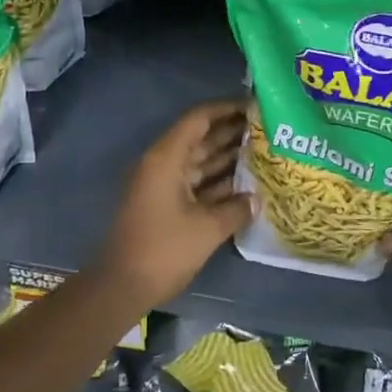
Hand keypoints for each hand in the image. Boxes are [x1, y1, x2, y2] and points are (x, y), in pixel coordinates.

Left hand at [97, 99, 250, 308]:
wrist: (123, 286)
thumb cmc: (164, 249)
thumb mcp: (207, 229)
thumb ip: (236, 209)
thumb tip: (257, 200)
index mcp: (167, 157)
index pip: (199, 119)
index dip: (226, 108)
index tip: (255, 106)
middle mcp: (164, 163)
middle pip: (201, 138)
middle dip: (232, 132)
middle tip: (268, 128)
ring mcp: (164, 184)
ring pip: (200, 161)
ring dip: (228, 157)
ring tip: (264, 151)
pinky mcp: (167, 204)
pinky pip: (197, 183)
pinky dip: (218, 181)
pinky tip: (247, 184)